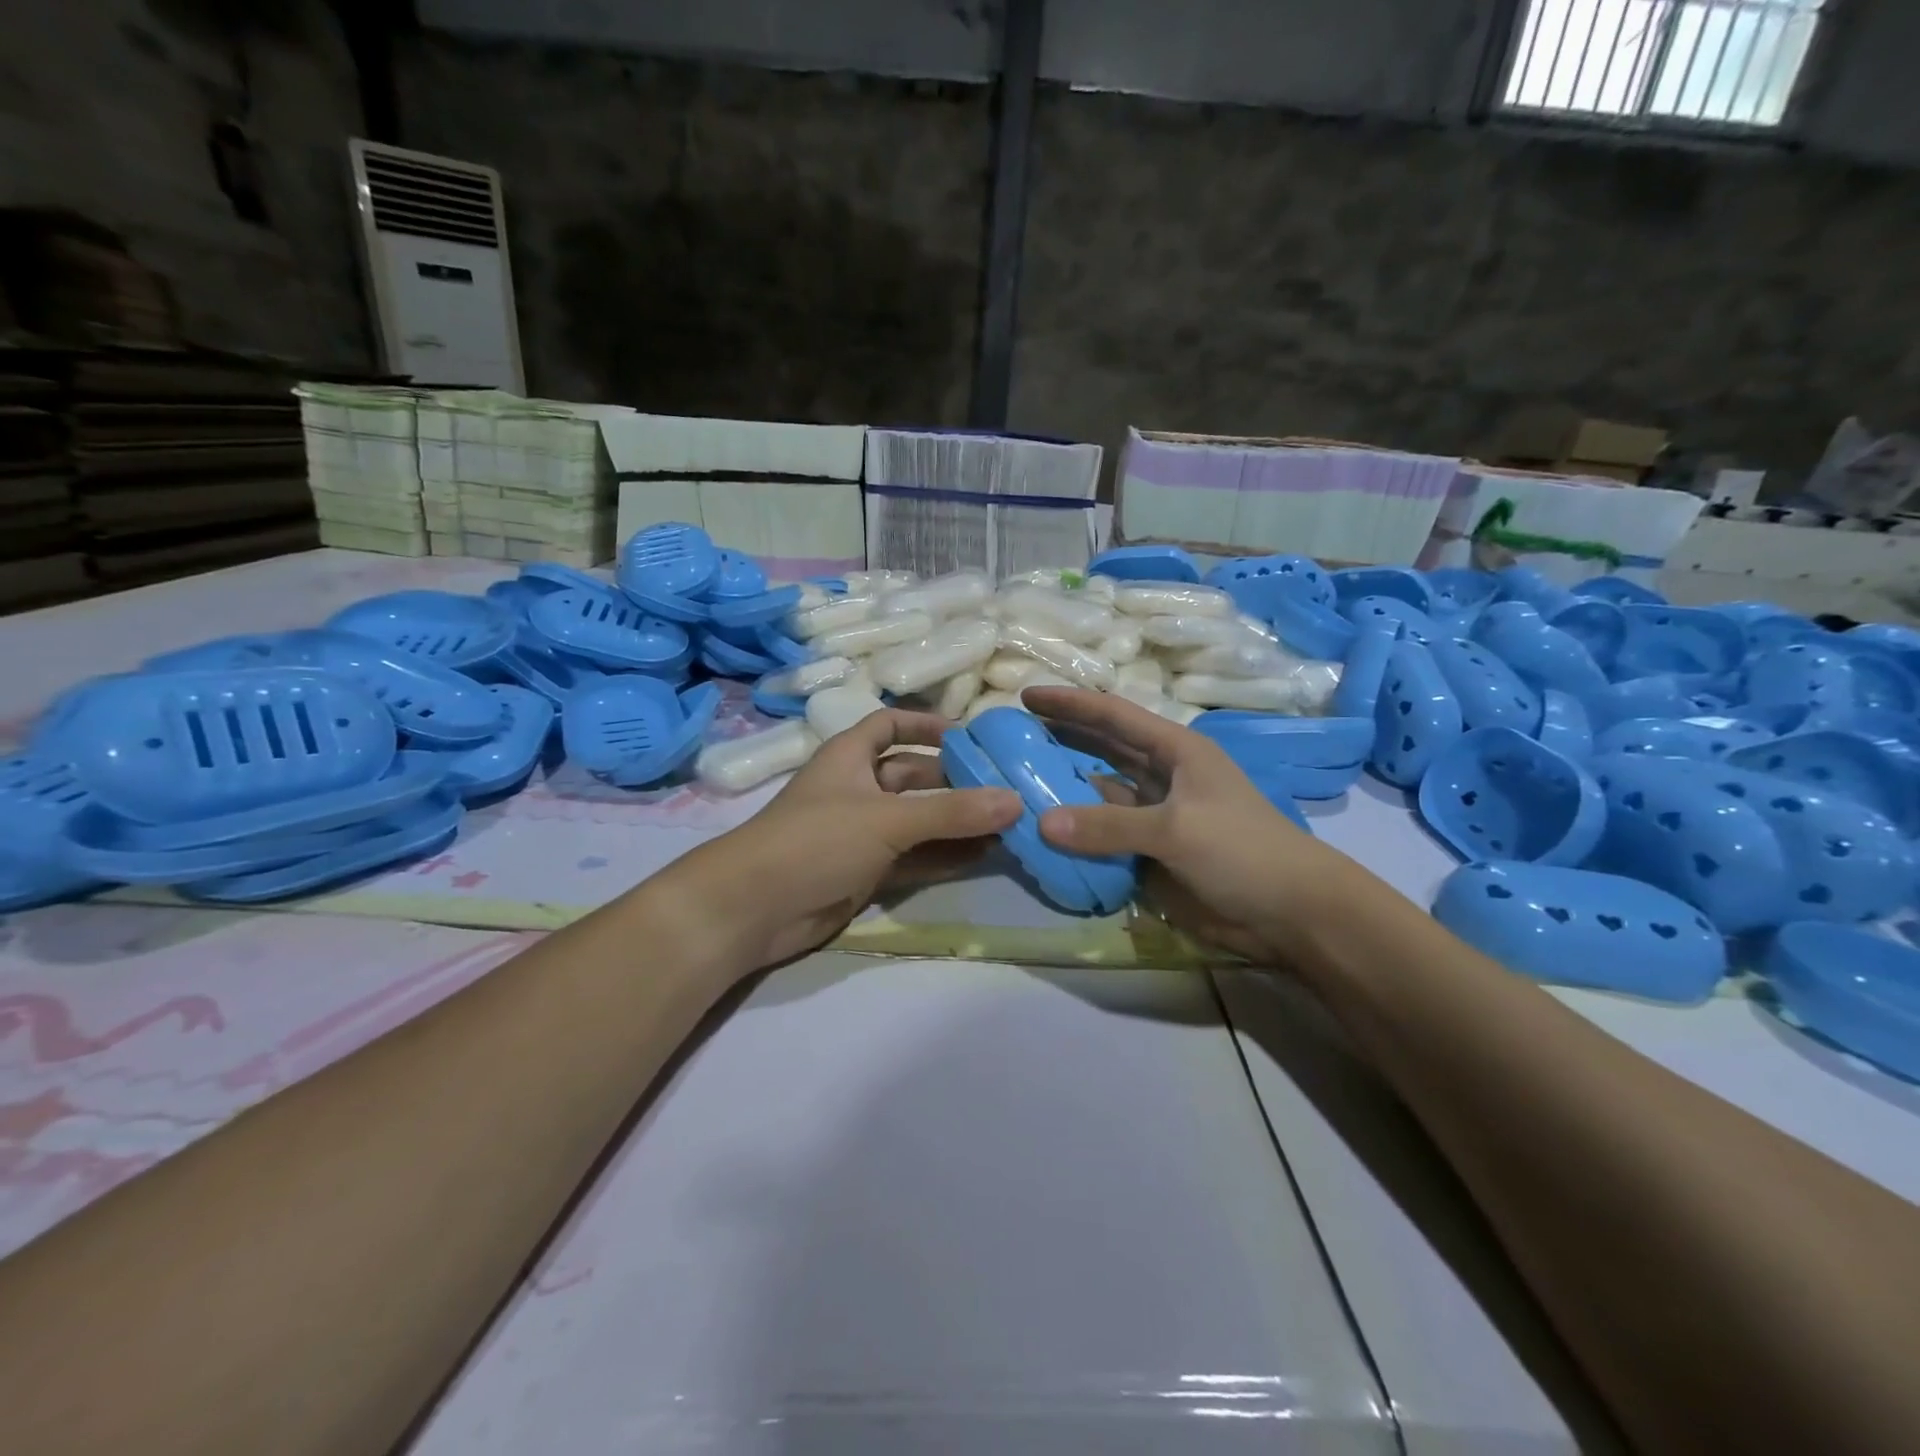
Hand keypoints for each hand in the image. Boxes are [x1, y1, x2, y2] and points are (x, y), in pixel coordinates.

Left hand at [665, 709, 1022, 974]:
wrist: (753, 909)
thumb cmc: (816, 840)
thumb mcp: (888, 819)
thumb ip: (952, 812)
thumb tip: (1015, 801)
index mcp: (850, 757)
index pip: (889, 726)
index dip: (925, 726)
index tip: (969, 737)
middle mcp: (857, 789)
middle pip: (913, 777)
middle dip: (955, 782)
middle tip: (1006, 788)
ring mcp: (861, 834)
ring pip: (917, 821)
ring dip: (956, 823)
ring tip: (1007, 824)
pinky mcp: (865, 873)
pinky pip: (914, 858)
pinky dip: (944, 856)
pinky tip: (984, 856)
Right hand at [1024, 687, 1372, 963]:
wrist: (1292, 913)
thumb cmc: (1243, 851)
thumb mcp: (1176, 830)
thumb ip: (1108, 826)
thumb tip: (1042, 824)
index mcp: (1176, 751)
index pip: (1113, 717)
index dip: (1070, 704)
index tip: (1026, 696)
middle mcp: (1162, 776)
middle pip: (1103, 749)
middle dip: (1062, 739)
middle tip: (1012, 734)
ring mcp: (1155, 816)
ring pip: (1100, 794)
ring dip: (1065, 787)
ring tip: (1016, 779)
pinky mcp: (1150, 852)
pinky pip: (1104, 835)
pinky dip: (1077, 832)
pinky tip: (1044, 830)